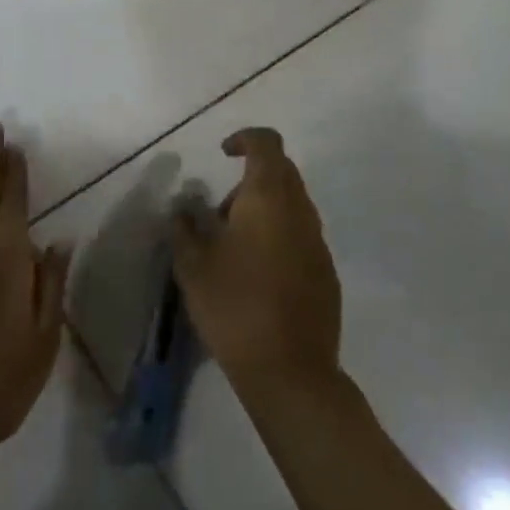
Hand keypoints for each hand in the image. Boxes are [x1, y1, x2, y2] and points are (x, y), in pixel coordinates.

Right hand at [172, 127, 341, 407]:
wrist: (290, 371)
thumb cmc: (234, 306)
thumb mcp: (192, 266)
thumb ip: (184, 228)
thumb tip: (183, 209)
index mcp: (269, 198)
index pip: (267, 143)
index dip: (245, 138)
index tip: (223, 154)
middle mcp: (301, 211)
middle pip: (281, 172)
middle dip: (248, 181)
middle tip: (217, 215)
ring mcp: (318, 242)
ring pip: (291, 205)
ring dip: (262, 211)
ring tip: (231, 250)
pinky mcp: (326, 272)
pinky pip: (300, 236)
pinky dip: (277, 238)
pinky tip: (256, 276)